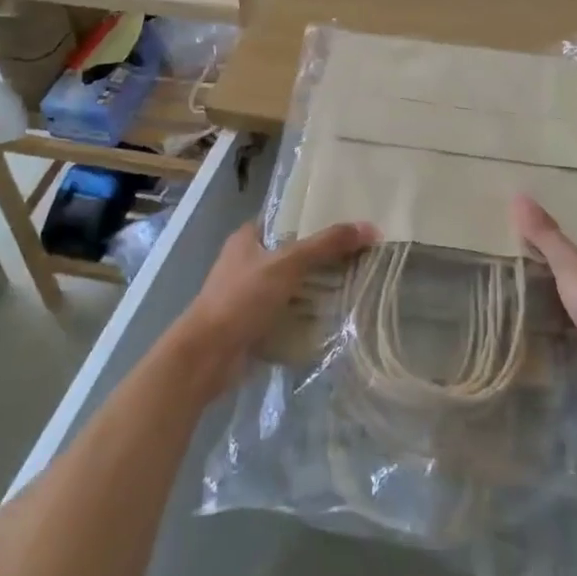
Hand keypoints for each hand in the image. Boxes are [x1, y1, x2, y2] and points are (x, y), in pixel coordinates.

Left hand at [174, 220, 375, 395]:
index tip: (347, 222)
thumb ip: (326, 245)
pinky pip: (287, 312)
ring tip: (353, 283)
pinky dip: (305, 314)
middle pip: (292, 253)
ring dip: (315, 287)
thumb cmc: (242, 299)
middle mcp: (247, 262)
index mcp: (247, 238)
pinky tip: (332, 315)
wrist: (206, 357)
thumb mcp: (288, 264)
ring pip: (291, 284)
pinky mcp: (253, 324)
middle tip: (357, 254)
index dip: (315, 218)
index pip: (287, 219)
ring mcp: (248, 295)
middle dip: (321, 256)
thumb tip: (370, 227)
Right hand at [512, 195, 576, 416]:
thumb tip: (519, 196)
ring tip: (520, 278)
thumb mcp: (572, 266)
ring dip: (557, 287)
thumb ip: (546, 235)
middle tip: (517, 247)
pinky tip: (537, 316)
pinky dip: (561, 316)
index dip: (564, 221)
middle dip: (555, 255)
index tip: (533, 218)